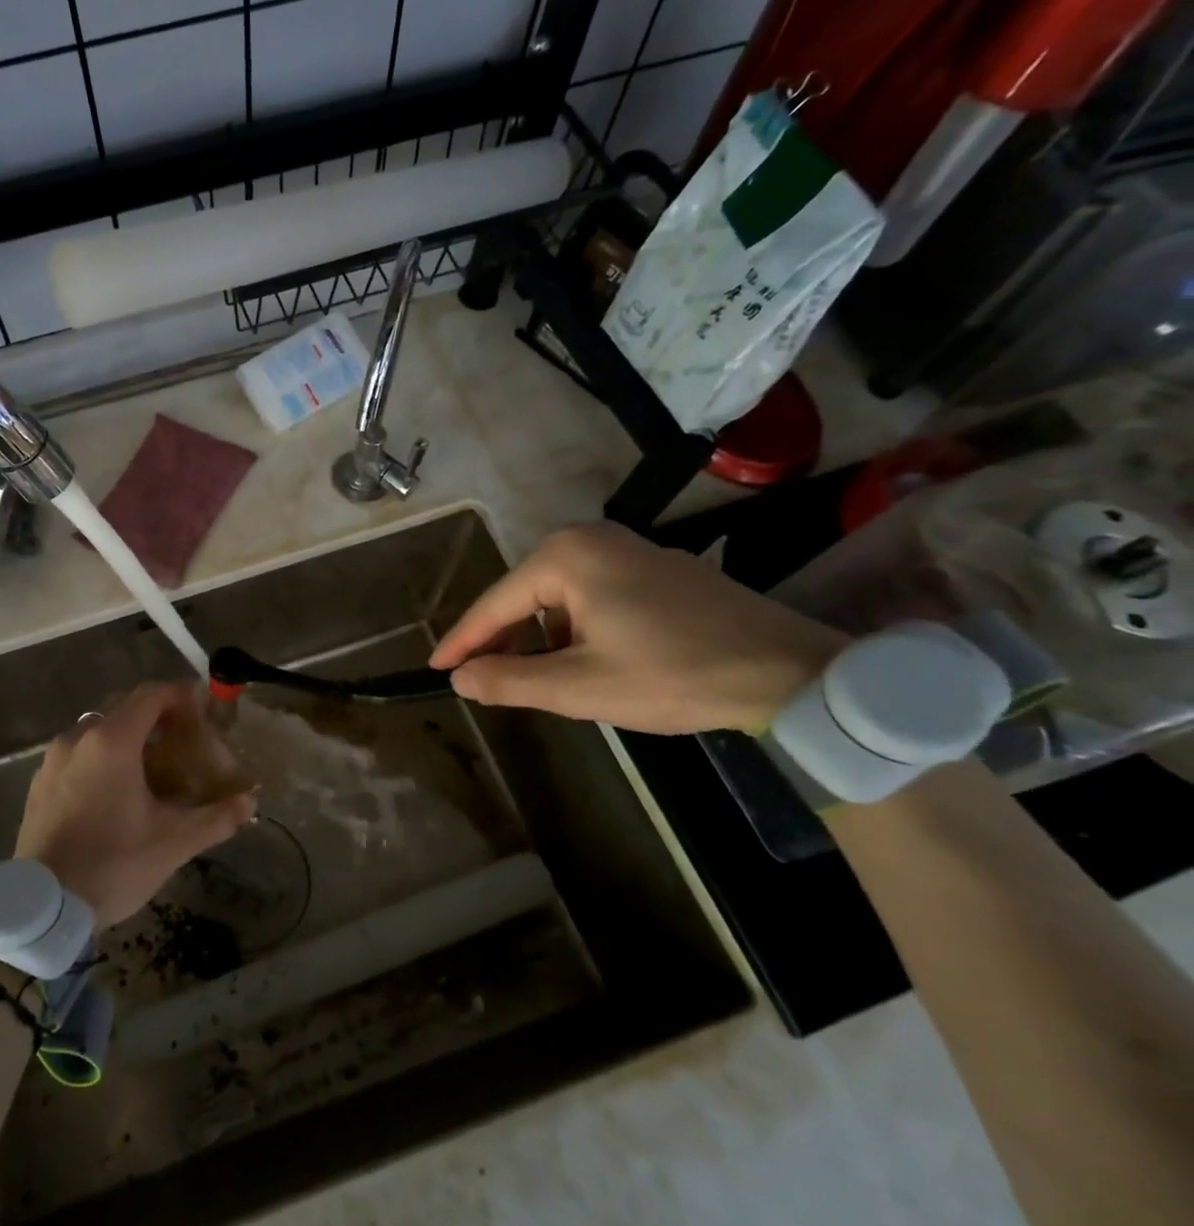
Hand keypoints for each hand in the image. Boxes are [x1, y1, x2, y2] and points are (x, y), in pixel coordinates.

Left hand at [14, 683, 257, 928]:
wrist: (40, 908)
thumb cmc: (112, 865)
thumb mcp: (172, 843)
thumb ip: (216, 817)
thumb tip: (251, 801)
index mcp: (112, 741)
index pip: (151, 694)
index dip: (181, 695)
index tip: (203, 711)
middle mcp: (79, 738)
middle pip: (124, 706)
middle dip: (157, 715)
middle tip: (183, 739)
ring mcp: (53, 759)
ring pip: (98, 728)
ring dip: (128, 735)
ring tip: (152, 766)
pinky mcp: (40, 781)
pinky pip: (78, 751)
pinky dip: (102, 755)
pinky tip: (116, 789)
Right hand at [430, 522, 845, 734]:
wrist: (791, 674)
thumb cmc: (674, 675)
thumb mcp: (580, 687)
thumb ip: (510, 680)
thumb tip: (460, 678)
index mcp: (565, 556)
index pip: (495, 603)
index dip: (463, 641)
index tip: (436, 668)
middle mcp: (591, 538)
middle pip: (524, 595)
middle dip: (503, 639)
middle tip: (482, 679)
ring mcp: (628, 549)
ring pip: (558, 597)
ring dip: (540, 637)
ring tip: (535, 678)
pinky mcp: (657, 568)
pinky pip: (591, 594)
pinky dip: (574, 627)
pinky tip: (584, 659)